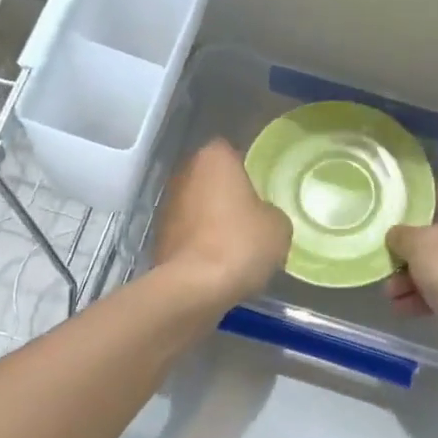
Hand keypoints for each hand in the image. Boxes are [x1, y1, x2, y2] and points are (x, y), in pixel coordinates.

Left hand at [152, 139, 291, 305]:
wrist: (194, 287)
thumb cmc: (241, 243)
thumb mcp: (278, 226)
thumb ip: (271, 211)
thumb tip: (262, 217)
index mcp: (214, 158)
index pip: (231, 150)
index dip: (247, 167)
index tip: (261, 186)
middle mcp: (184, 173)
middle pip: (210, 177)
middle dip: (227, 191)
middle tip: (251, 212)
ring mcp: (167, 205)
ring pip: (197, 204)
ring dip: (211, 216)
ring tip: (236, 241)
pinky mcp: (159, 236)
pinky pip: (188, 231)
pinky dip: (200, 240)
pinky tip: (219, 260)